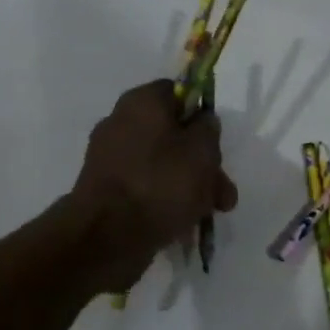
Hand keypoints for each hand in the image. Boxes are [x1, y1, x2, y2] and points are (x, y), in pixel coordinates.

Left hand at [72, 80, 238, 259]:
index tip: (216, 140)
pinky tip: (185, 222)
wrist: (107, 237)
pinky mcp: (107, 191)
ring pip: (163, 164)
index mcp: (141, 102)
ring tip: (212, 213)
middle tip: (222, 190)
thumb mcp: (202, 151)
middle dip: (203, 162)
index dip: (201, 113)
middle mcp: (121, 123)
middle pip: (173, 133)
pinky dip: (165, 199)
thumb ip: (208, 129)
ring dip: (191, 185)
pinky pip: (145, 186)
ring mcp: (111, 159)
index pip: (177, 92)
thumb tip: (202, 121)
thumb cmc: (160, 183)